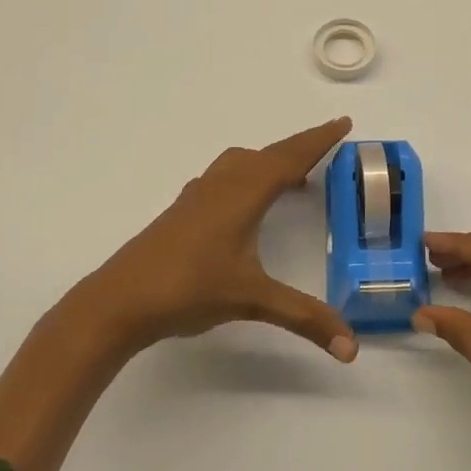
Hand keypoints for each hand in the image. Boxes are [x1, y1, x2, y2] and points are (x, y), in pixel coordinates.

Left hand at [64, 117, 359, 363]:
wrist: (119, 301)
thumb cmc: (189, 290)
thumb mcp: (252, 301)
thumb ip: (304, 318)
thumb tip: (351, 348)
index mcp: (243, 195)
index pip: (290, 158)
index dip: (318, 140)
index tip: (342, 122)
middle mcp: (222, 186)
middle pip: (268, 154)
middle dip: (300, 146)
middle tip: (328, 142)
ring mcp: (198, 196)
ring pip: (241, 163)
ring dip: (270, 160)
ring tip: (292, 176)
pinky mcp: (182, 211)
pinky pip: (224, 177)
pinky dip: (246, 175)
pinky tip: (243, 202)